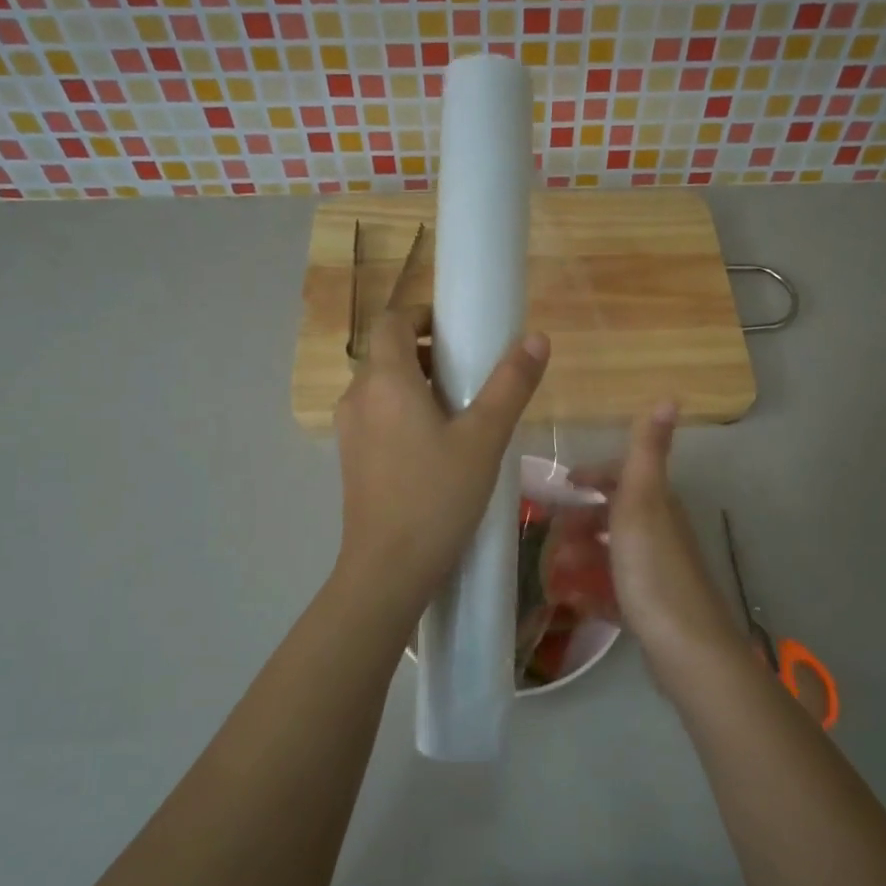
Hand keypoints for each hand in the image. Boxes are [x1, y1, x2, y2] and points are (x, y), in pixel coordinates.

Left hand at [334, 307, 549, 610]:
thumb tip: (536, 338)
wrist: (388, 569)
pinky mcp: (351, 460)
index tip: (458, 332)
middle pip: (388, 353)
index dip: (423, 316)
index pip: (392, 320)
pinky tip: (436, 449)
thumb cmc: (438, 497)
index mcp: (385, 380)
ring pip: (382, 388)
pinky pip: (377, 417)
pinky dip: (403, 414)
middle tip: (470, 376)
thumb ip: (510, 385)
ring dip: (416, 385)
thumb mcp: (484, 439)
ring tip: (459, 414)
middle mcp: (358, 397)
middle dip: (427, 353)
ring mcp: (349, 431)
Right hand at [575, 402, 749, 680]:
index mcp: (658, 506)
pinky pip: (615, 590)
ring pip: (613, 554)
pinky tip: (575, 601)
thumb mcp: (642, 503)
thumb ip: (648, 453)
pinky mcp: (651, 608)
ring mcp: (657, 573)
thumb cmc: (653, 569)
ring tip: (556, 571)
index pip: (625, 477)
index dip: (594, 475)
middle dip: (581, 521)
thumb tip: (670, 395)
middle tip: (549, 537)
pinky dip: (594, 590)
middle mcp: (661, 534)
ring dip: (583, 556)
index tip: (562, 484)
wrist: (685, 647)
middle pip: (615, 516)